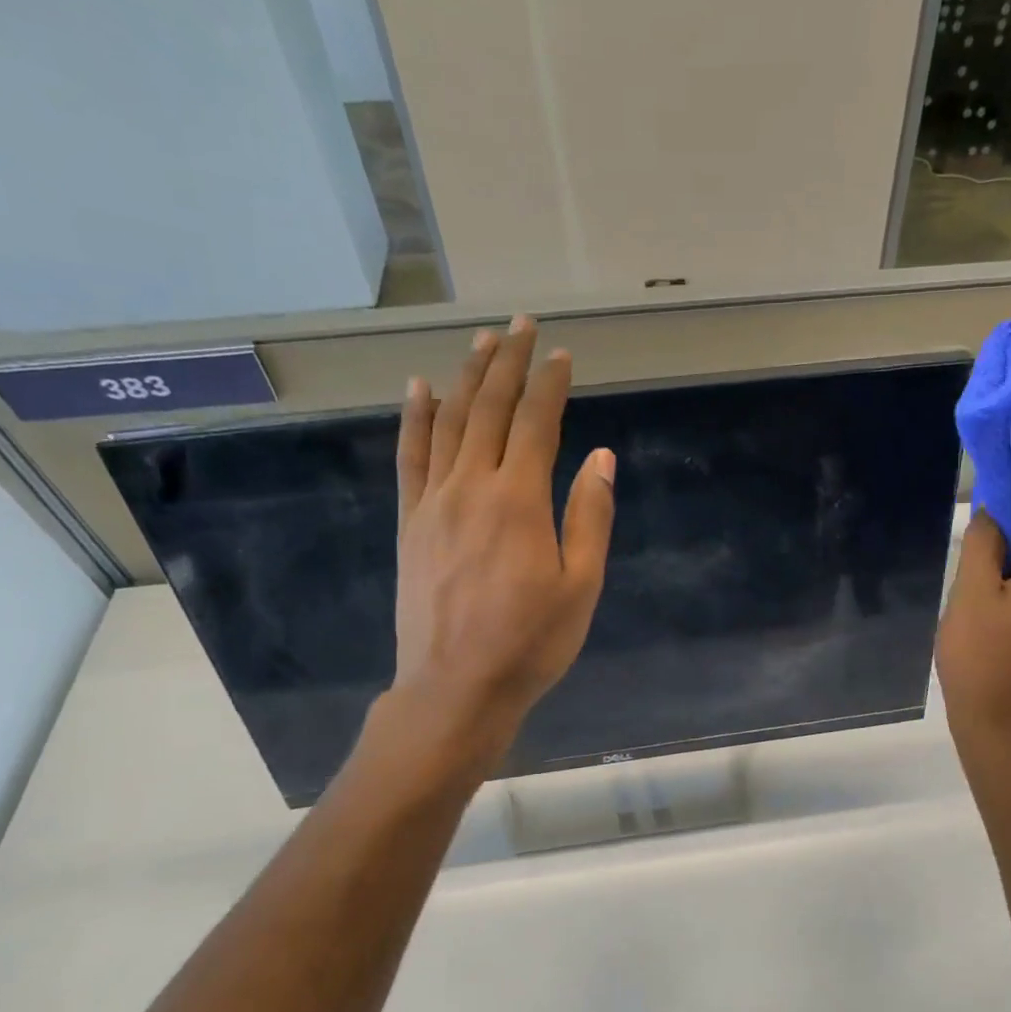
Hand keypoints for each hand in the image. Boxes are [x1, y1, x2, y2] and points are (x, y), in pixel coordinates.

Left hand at [366, 316, 615, 775]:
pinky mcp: (410, 522)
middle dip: (507, 363)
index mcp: (518, 499)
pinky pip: (410, 457)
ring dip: (465, 377)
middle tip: (521, 325)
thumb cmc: (530, 642)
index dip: (549, 384)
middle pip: (488, 408)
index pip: (536, 423)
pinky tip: (419, 389)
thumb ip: (590, 517)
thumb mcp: (580, 586)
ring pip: (448, 422)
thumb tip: (600, 457)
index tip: (561, 354)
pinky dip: (415, 418)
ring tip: (480, 341)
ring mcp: (433, 502)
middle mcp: (471, 486)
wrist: (455, 686)